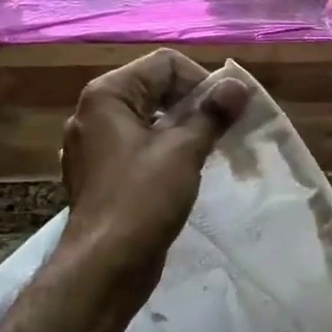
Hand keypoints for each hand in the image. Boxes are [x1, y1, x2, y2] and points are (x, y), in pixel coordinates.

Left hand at [59, 49, 247, 304]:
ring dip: (183, 129)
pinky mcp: (102, 174)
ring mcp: (95, 146)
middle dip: (194, 105)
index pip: (164, 64)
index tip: (227, 110)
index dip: (201, 81)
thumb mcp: (184, 151)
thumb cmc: (142, 200)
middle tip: (224, 130)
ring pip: (149, 120)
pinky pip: (140, 147)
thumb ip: (212, 114)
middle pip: (155, 88)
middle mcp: (95, 113)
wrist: (105, 267)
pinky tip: (184, 172)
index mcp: (107, 95)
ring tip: (210, 151)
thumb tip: (237, 86)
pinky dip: (165, 150)